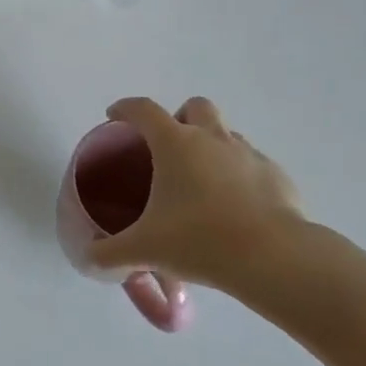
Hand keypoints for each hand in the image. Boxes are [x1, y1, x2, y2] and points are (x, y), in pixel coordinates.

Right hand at [87, 96, 307, 296]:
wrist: (274, 258)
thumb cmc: (200, 240)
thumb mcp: (145, 250)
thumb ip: (111, 253)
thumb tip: (88, 259)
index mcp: (175, 143)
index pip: (143, 109)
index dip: (125, 108)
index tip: (115, 117)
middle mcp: (212, 138)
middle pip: (195, 106)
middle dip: (181, 118)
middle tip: (170, 149)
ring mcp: (248, 154)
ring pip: (227, 134)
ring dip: (212, 147)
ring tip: (203, 185)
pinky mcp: (277, 176)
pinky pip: (253, 165)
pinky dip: (241, 177)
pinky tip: (237, 209)